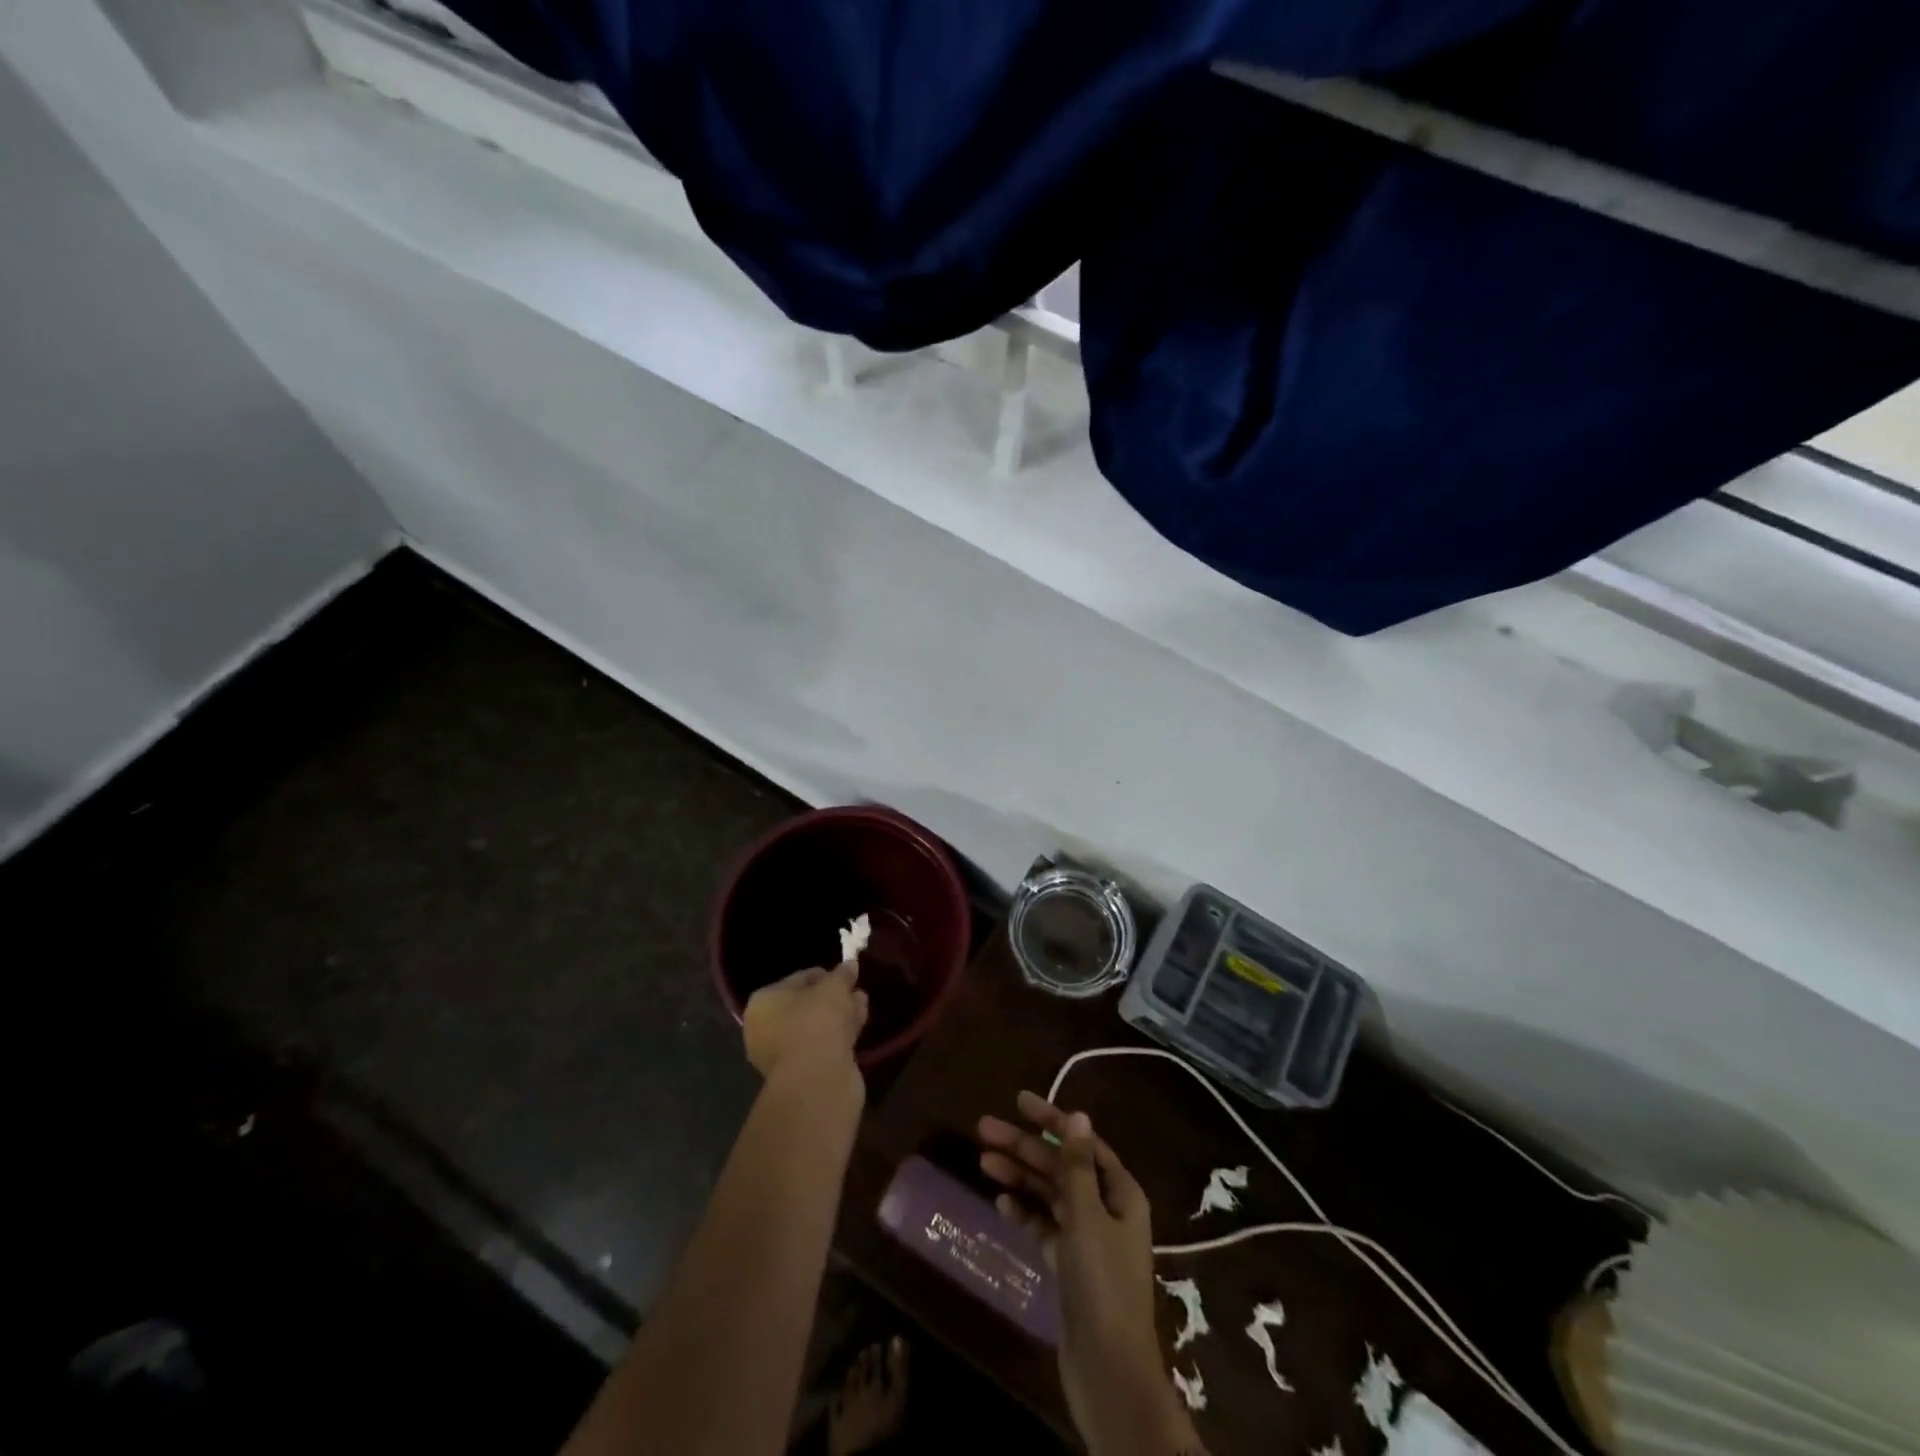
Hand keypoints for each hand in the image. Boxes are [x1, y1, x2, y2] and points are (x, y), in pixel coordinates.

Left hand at [742, 962, 868, 1083]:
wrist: (816, 1080)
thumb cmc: (817, 1021)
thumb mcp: (834, 987)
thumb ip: (842, 974)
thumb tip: (850, 964)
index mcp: (763, 1003)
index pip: (797, 979)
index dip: (824, 975)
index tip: (845, 974)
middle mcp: (765, 1028)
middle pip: (806, 1005)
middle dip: (833, 997)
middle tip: (855, 990)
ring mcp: (782, 1055)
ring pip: (816, 1027)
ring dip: (839, 1015)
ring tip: (862, 1004)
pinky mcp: (801, 1074)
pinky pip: (822, 1045)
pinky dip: (839, 1035)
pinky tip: (859, 1025)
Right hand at [979, 1092, 1202, 1455]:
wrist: (1107, 1371)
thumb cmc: (1102, 1284)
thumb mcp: (1087, 1217)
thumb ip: (1077, 1166)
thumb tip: (1077, 1115)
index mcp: (1120, 1193)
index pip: (1082, 1142)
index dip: (1051, 1120)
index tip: (1018, 1101)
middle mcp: (1105, 1209)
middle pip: (1061, 1167)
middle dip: (1025, 1146)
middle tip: (984, 1129)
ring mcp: (1087, 1239)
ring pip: (1049, 1195)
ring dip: (1019, 1177)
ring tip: (983, 1161)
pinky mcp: (1070, 1266)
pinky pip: (1044, 1227)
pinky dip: (1025, 1214)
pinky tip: (1001, 1204)